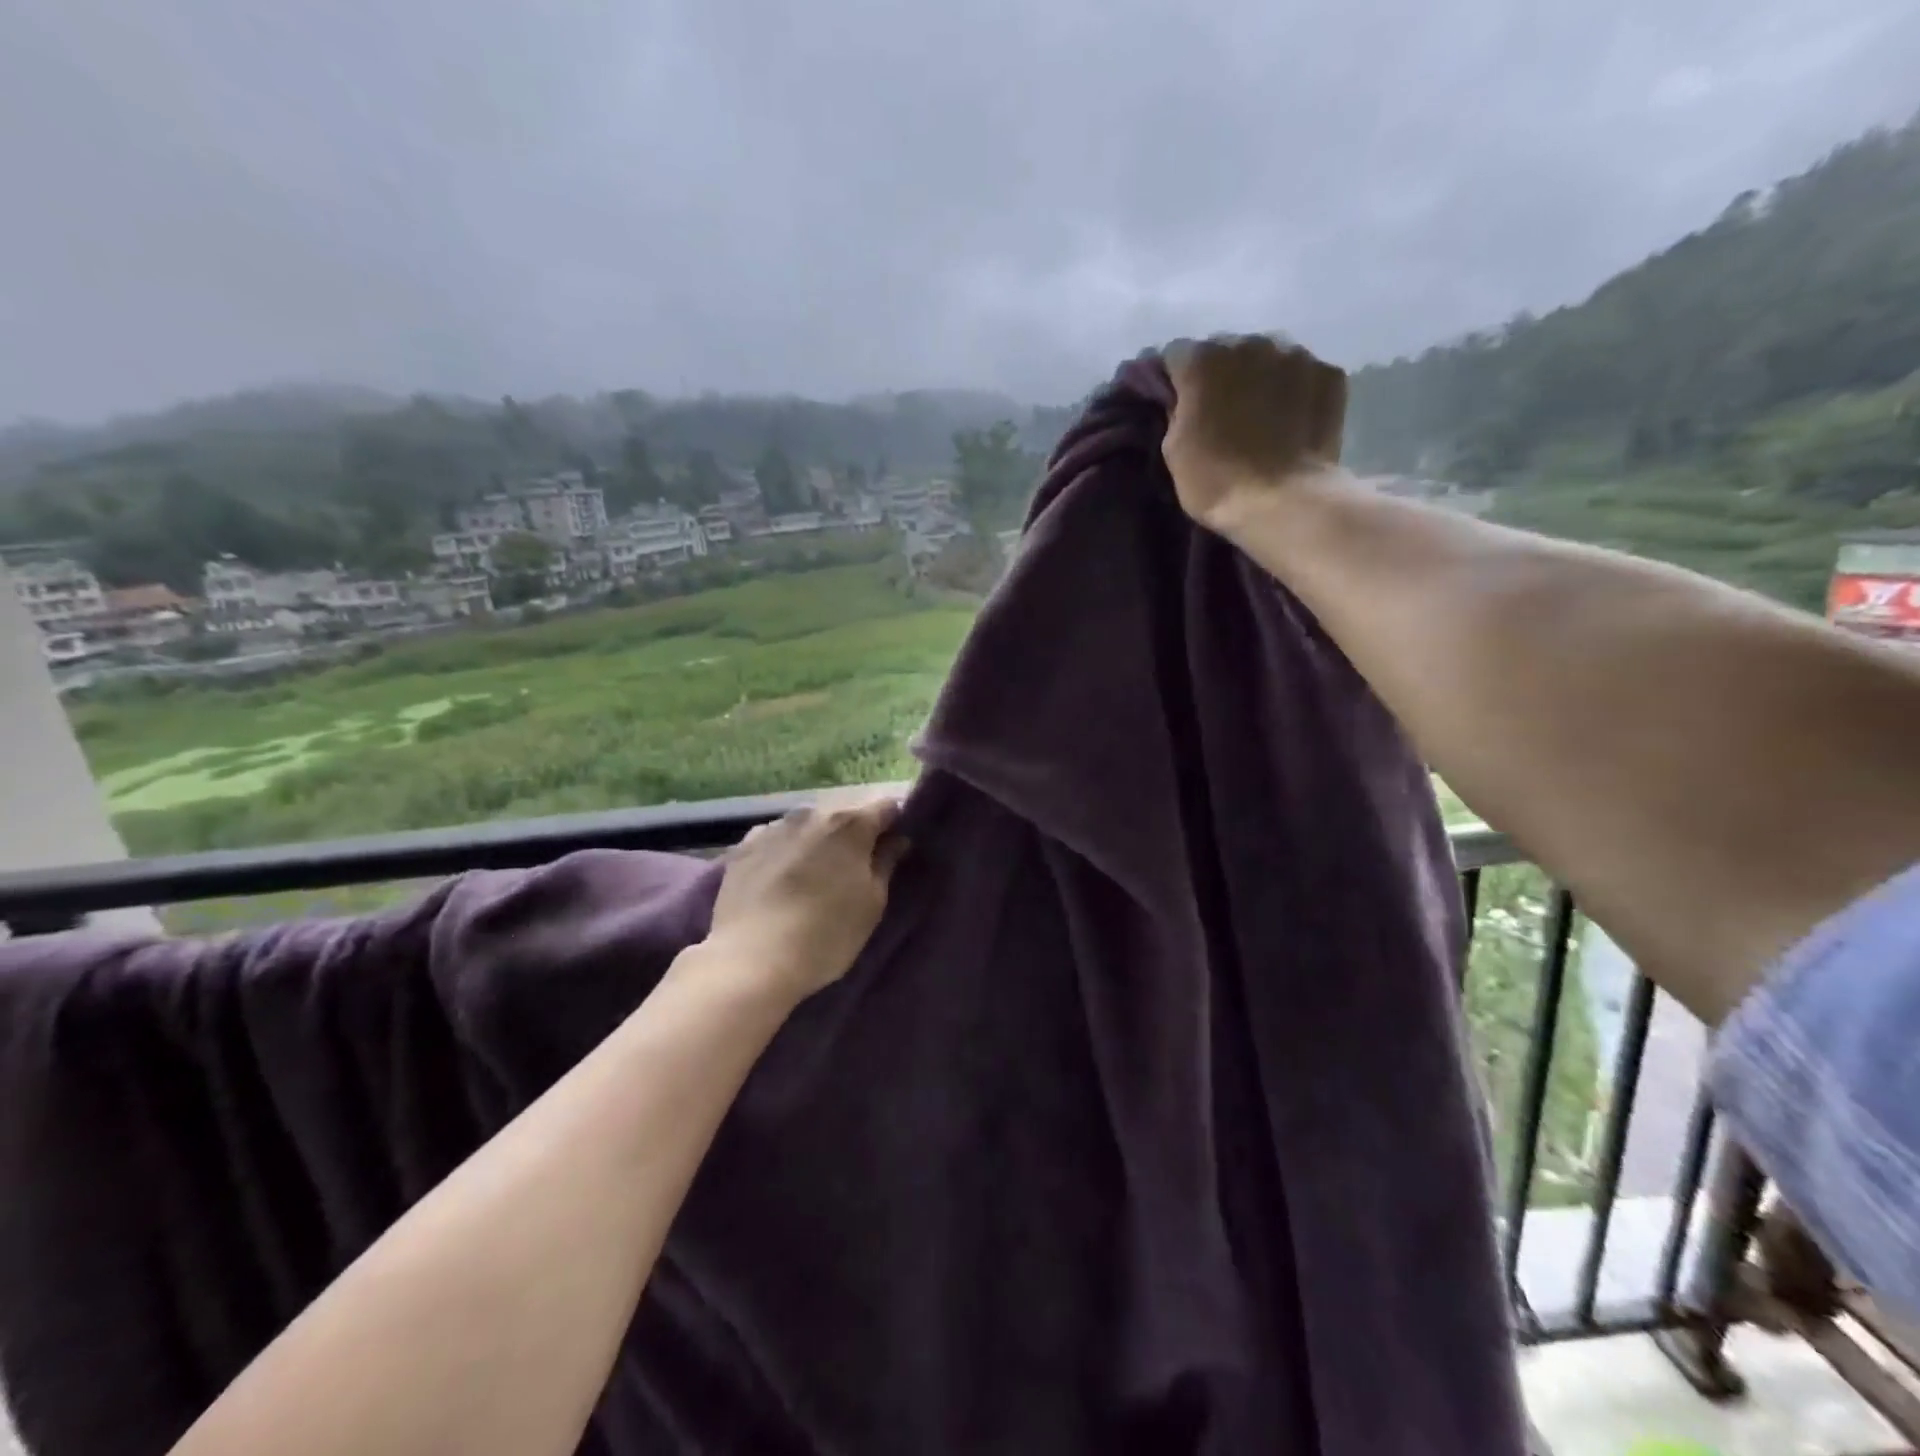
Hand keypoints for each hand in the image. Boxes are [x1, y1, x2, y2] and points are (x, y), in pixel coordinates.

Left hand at [704, 794, 907, 999]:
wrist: (752, 960)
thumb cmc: (827, 934)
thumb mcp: (872, 903)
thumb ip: (886, 863)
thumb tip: (897, 840)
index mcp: (851, 824)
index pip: (886, 807)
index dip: (894, 824)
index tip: (893, 848)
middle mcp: (812, 813)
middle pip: (844, 814)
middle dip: (853, 834)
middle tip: (854, 868)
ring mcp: (773, 827)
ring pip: (807, 825)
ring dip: (817, 841)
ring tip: (813, 876)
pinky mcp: (743, 847)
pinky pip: (775, 840)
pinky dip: (784, 852)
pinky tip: (779, 879)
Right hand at [1161, 335, 1347, 535]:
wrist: (1283, 502)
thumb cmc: (1216, 481)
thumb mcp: (1173, 450)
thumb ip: (1177, 410)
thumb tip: (1185, 398)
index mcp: (1203, 360)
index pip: (1178, 355)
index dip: (1176, 380)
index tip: (1179, 403)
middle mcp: (1249, 343)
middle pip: (1227, 349)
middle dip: (1221, 374)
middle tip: (1222, 411)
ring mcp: (1295, 354)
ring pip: (1268, 356)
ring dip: (1260, 377)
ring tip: (1261, 414)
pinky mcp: (1329, 373)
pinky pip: (1303, 373)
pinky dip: (1295, 390)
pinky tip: (1293, 420)